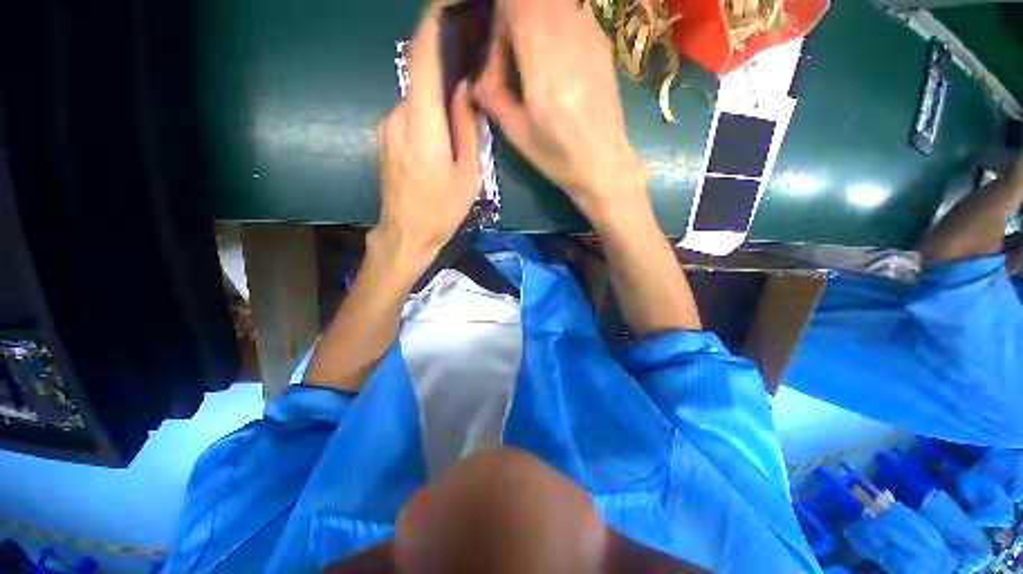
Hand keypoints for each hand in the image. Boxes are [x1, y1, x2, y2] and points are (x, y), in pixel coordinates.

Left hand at [375, 11, 480, 268]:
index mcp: (423, 125)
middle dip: (444, 70)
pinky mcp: (384, 138)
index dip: (434, 24)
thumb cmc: (442, 209)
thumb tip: (465, 90)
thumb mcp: (468, 174)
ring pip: (416, 99)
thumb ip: (467, 128)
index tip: (450, 6)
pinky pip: (409, 115)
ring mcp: (387, 127)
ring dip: (437, 99)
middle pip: (421, 77)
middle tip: (470, 76)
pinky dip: (426, 113)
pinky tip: (441, 134)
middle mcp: (398, 116)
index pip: (422, 57)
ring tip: (459, 115)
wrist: (406, 234)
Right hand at [473, 0, 648, 228]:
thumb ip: (493, 98)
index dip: (500, 16)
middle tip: (512, 53)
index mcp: (544, 69)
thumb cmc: (558, 157)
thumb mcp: (518, 135)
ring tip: (533, 57)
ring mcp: (591, 38)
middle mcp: (570, 42)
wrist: (604, 163)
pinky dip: (555, 24)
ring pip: (555, 3)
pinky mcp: (602, 44)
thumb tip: (475, 79)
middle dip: (515, 17)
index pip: (517, 4)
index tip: (497, 49)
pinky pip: (572, 14)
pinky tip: (555, 58)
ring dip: (535, 19)